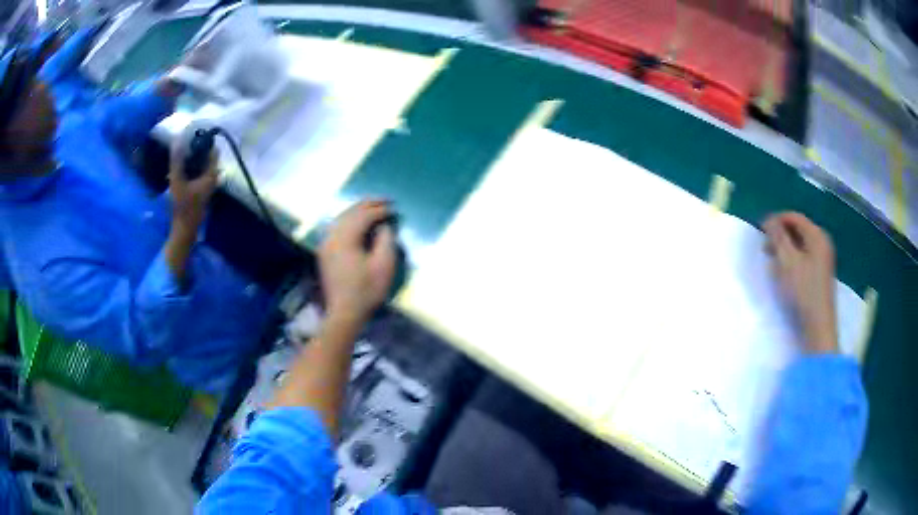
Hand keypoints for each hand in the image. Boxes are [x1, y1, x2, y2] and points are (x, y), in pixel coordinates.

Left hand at [169, 139, 217, 233]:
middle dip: (193, 144)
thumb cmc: (192, 208)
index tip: (197, 128)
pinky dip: (196, 165)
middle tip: (206, 139)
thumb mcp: (205, 186)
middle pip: (181, 153)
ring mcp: (176, 181)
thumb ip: (211, 167)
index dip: (186, 136)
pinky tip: (205, 166)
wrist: (185, 230)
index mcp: (175, 171)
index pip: (178, 147)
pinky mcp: (181, 187)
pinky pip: (188, 170)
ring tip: (207, 150)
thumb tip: (215, 150)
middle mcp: (174, 173)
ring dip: (195, 155)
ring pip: (185, 161)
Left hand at [319, 200, 397, 325]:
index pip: (363, 216)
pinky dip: (348, 220)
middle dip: (368, 204)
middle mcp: (332, 237)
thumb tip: (383, 225)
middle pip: (349, 213)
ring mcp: (326, 244)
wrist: (344, 313)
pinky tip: (357, 221)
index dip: (380, 210)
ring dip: (357, 210)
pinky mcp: (325, 252)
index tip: (395, 209)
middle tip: (385, 200)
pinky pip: (336, 227)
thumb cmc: (366, 290)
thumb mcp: (383, 265)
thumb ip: (385, 240)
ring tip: (373, 206)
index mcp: (345, 239)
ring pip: (341, 218)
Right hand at [763, 212, 837, 353]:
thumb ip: (778, 238)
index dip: (776, 220)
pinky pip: (804, 256)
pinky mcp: (820, 272)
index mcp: (817, 235)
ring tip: (772, 260)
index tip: (760, 230)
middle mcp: (822, 242)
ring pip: (800, 244)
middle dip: (780, 235)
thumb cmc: (803, 291)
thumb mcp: (787, 262)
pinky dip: (792, 258)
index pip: (794, 217)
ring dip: (785, 248)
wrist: (818, 325)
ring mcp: (823, 258)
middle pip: (798, 229)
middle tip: (765, 247)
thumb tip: (769, 220)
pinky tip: (784, 271)